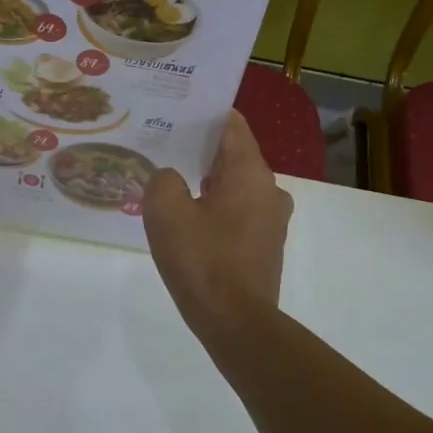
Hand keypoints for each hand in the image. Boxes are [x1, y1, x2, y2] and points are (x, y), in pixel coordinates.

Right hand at [144, 110, 293, 332]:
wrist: (236, 323)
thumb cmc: (202, 260)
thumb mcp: (166, 211)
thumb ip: (163, 180)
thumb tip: (170, 178)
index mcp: (251, 172)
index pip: (231, 125)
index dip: (203, 114)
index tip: (175, 110)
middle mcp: (270, 189)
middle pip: (232, 155)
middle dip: (198, 148)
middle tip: (161, 145)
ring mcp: (271, 220)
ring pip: (234, 186)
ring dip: (205, 181)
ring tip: (169, 181)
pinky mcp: (265, 245)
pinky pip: (237, 212)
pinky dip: (214, 208)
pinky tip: (187, 220)